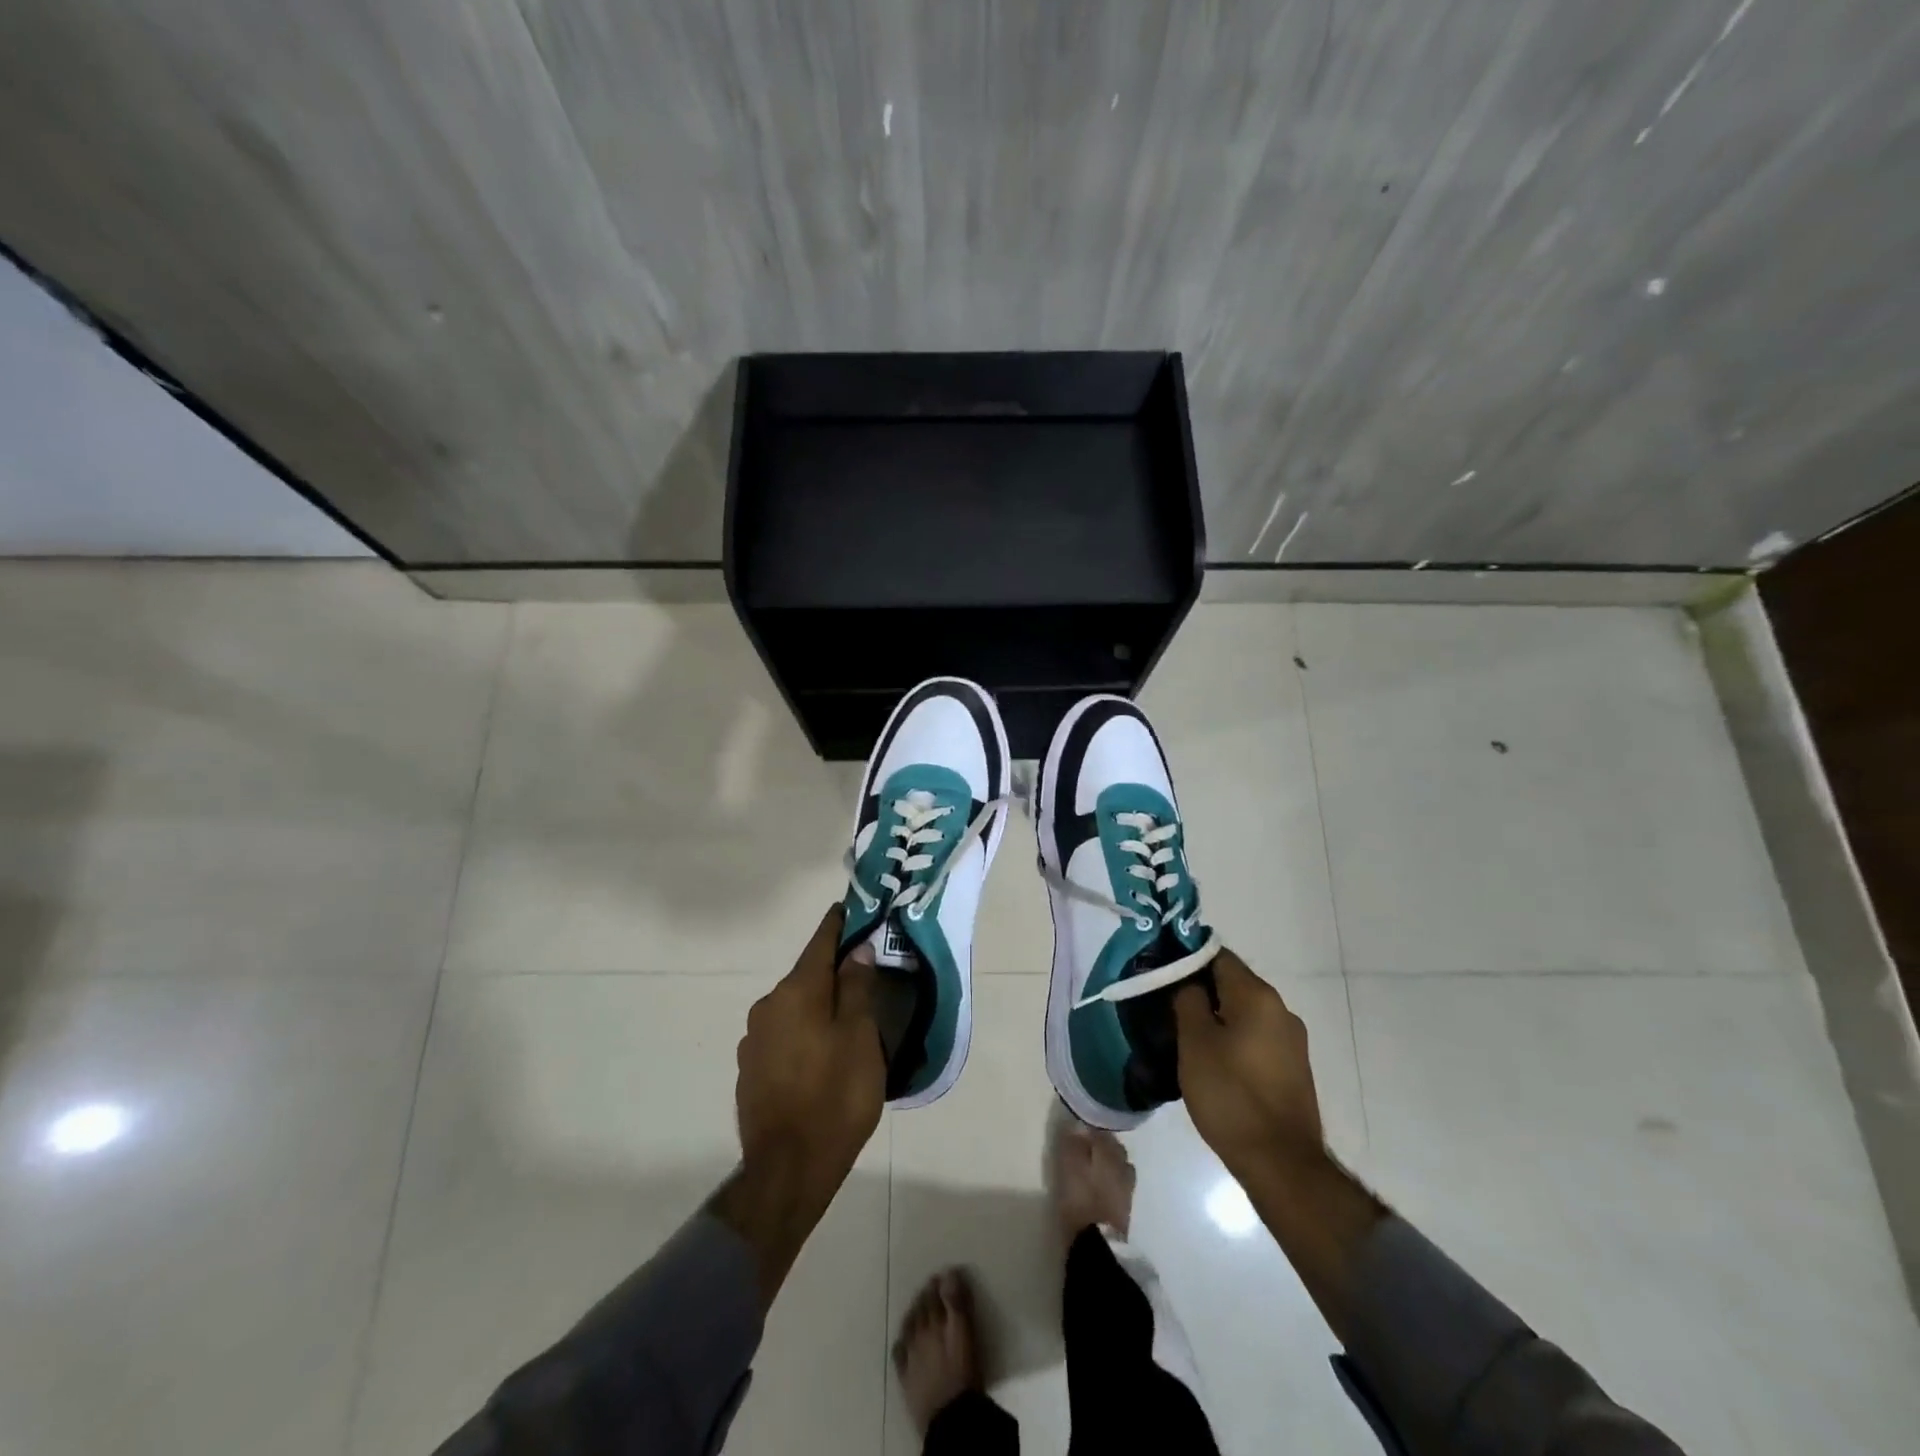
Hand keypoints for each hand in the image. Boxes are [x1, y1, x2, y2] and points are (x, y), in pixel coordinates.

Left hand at [736, 903, 884, 1192]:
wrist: (787, 1170)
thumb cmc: (835, 1096)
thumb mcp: (860, 1037)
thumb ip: (856, 988)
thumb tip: (855, 951)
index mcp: (796, 991)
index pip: (820, 942)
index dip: (839, 924)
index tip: (852, 909)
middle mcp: (768, 1006)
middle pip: (806, 976)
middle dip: (832, 971)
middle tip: (863, 975)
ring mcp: (753, 1039)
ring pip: (794, 1007)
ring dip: (817, 1006)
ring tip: (845, 1021)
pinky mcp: (749, 1068)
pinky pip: (783, 1035)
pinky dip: (803, 1032)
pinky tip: (820, 1055)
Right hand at [1173, 947, 1324, 1181]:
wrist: (1281, 1163)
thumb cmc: (1230, 1095)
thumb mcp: (1195, 1042)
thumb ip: (1187, 999)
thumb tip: (1186, 979)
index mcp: (1257, 996)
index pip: (1217, 955)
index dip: (1186, 958)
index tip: (1160, 973)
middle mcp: (1281, 1009)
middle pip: (1232, 983)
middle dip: (1199, 990)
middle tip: (1165, 1006)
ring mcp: (1291, 1040)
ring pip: (1243, 1012)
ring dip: (1215, 1017)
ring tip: (1184, 1036)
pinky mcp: (1292, 1068)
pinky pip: (1255, 1037)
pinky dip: (1232, 1039)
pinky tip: (1212, 1061)